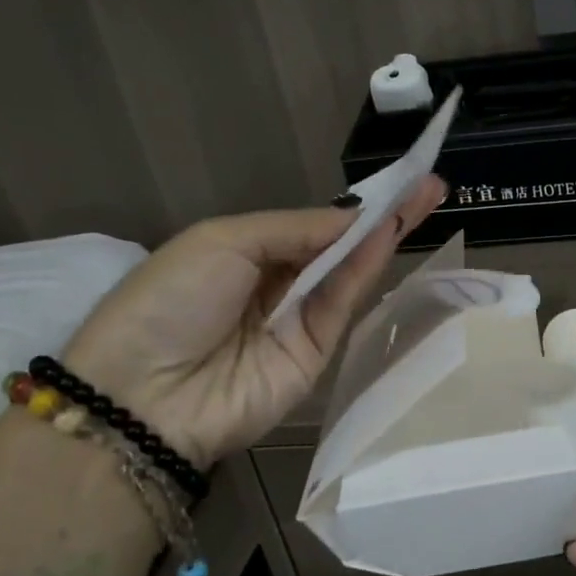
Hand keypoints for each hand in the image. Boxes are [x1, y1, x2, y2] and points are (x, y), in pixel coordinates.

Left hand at [60, 178, 444, 467]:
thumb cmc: (172, 299)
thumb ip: (295, 228)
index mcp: (244, 253)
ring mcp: (299, 319)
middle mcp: (277, 284)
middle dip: (381, 215)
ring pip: (350, 270)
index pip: (310, 226)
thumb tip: (353, 216)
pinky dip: (369, 265)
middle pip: (338, 245)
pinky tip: (392, 233)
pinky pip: (345, 301)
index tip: (394, 180)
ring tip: (426, 196)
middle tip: (428, 184)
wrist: (147, 395)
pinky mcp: (319, 351)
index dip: (349, 205)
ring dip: (386, 233)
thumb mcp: (222, 242)